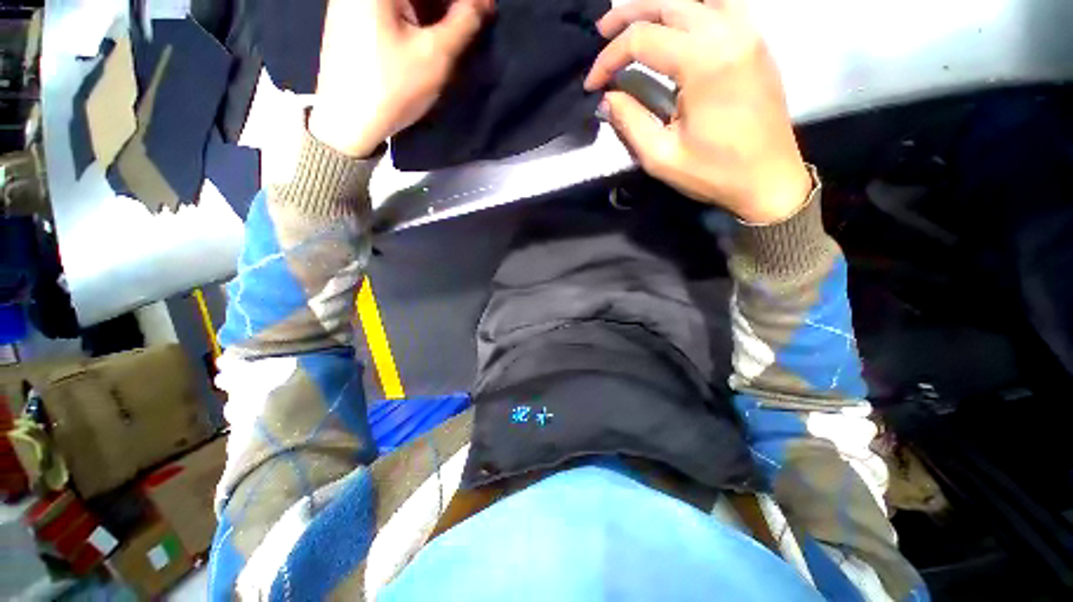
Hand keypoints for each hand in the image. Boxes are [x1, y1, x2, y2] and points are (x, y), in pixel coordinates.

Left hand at [309, 0, 494, 156]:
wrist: (347, 122)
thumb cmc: (392, 87)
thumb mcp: (435, 56)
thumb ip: (463, 22)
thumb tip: (484, 1)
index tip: (486, 10)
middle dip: (448, 4)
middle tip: (473, 21)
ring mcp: (352, 0)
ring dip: (434, 11)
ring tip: (455, 31)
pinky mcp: (352, 17)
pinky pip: (391, 8)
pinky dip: (415, 16)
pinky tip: (431, 34)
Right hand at [585, 0, 810, 223]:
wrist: (769, 179)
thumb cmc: (715, 173)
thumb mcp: (662, 157)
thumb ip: (630, 122)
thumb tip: (608, 98)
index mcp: (704, 62)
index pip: (643, 39)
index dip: (609, 58)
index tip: (592, 83)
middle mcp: (728, 33)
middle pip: (668, 3)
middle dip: (627, 15)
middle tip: (602, 33)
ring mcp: (747, 32)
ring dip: (659, 5)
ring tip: (633, 21)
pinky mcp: (756, 41)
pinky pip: (721, 4)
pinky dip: (692, 6)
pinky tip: (677, 20)